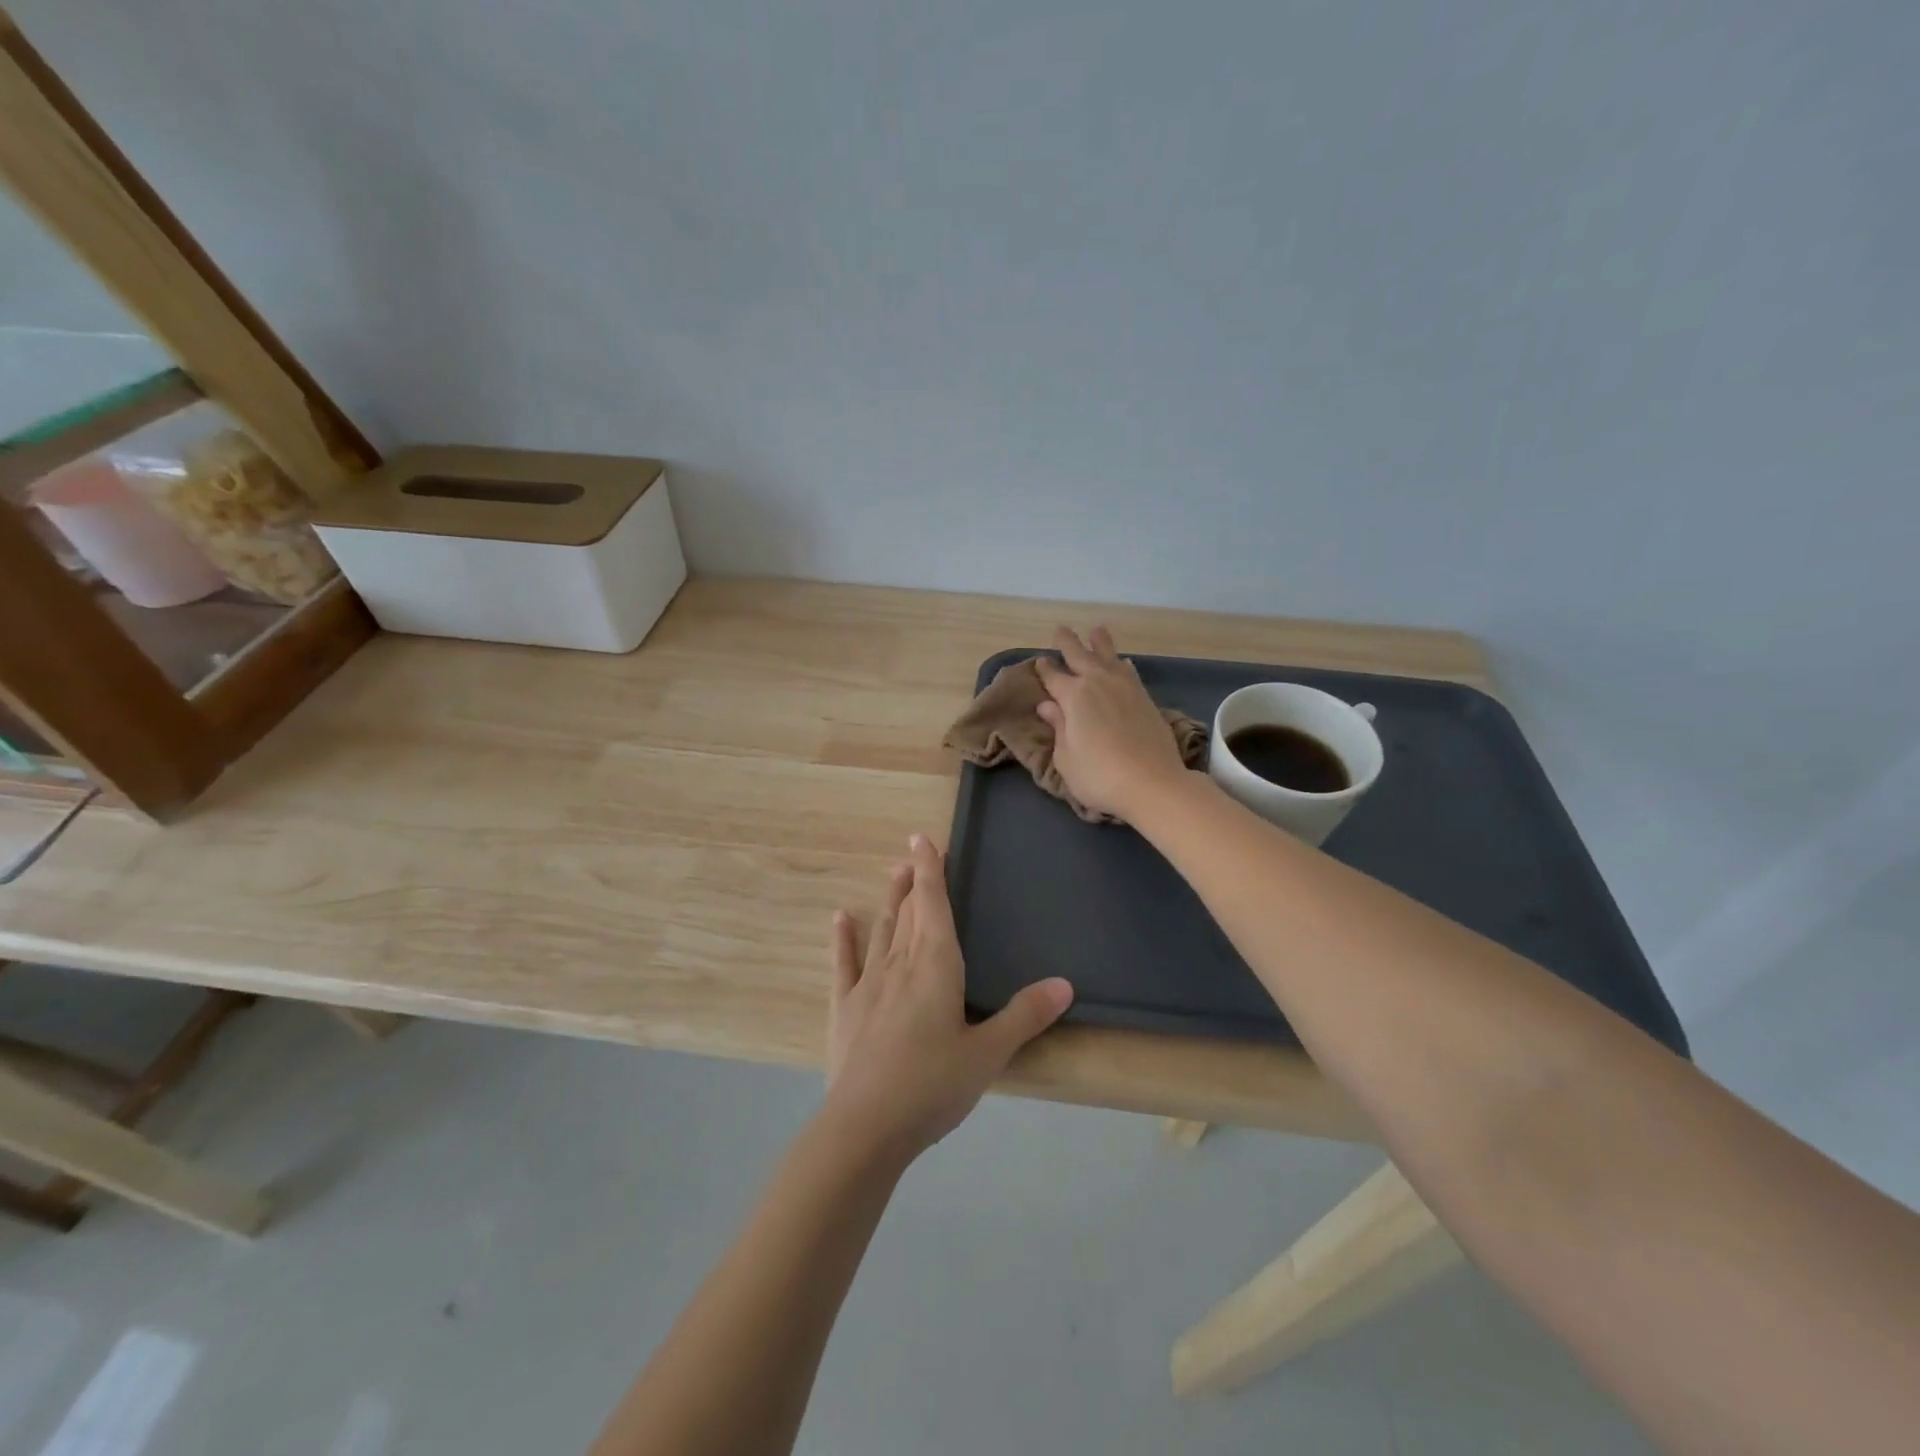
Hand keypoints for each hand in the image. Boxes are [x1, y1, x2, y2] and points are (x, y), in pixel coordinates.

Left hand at [826, 835, 1072, 1162]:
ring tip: (893, 874)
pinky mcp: (845, 1008)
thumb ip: (1024, 1016)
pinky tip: (840, 918)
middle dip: (914, 881)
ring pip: (882, 929)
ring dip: (889, 900)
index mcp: (936, 965)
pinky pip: (844, 963)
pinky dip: (843, 938)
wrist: (866, 1126)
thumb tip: (1065, 985)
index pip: (934, 904)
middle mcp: (900, 963)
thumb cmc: (933, 1085)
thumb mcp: (988, 1054)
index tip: (923, 840)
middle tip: (914, 855)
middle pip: (909, 912)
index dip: (931, 870)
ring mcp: (868, 984)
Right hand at [1034, 625, 1191, 821]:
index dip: (1044, 670)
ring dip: (1099, 643)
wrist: (1153, 783)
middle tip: (1060, 630)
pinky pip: (1130, 672)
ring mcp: (1125, 688)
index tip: (1040, 662)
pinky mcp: (1146, 699)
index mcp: (1073, 696)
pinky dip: (1122, 664)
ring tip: (1096, 631)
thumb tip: (1048, 705)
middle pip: (1080, 655)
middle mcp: (1099, 683)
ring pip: (1109, 656)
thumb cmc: (1099, 776)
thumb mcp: (1066, 758)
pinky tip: (1124, 663)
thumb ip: (1058, 727)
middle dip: (1068, 642)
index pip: (1053, 677)